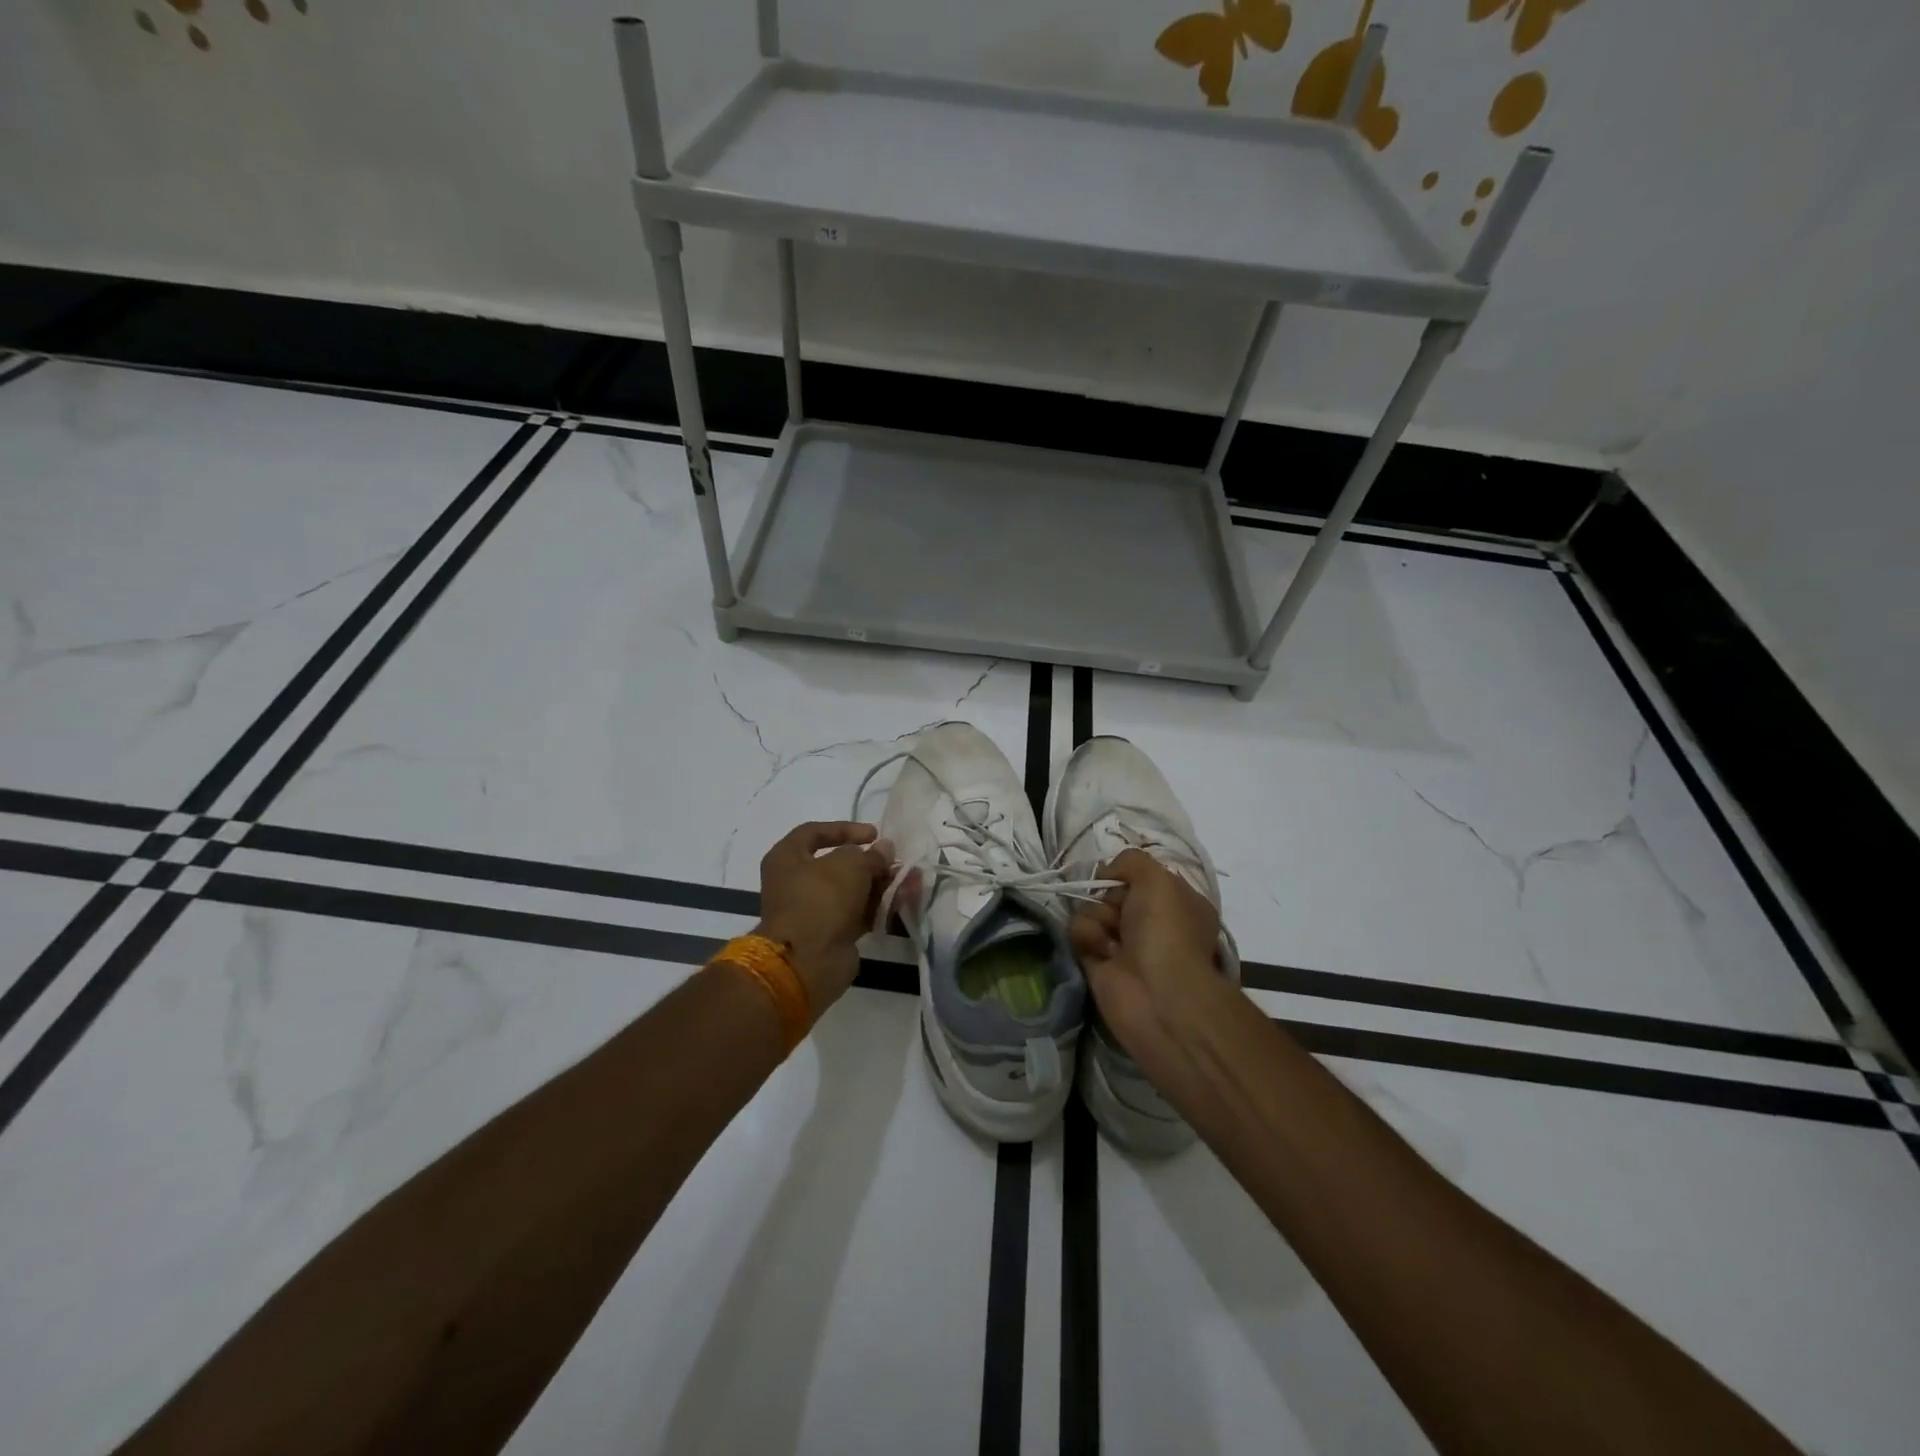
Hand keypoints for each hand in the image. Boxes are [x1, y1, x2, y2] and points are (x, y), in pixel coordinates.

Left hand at [756, 821, 894, 1014]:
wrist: (807, 961)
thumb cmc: (821, 899)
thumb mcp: (850, 865)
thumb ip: (871, 854)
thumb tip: (884, 849)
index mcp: (787, 858)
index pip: (814, 832)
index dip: (846, 829)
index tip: (874, 834)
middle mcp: (796, 882)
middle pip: (839, 864)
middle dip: (872, 862)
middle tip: (896, 861)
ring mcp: (814, 910)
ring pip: (852, 890)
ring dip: (882, 884)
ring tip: (912, 881)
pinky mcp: (831, 933)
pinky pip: (858, 913)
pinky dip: (879, 906)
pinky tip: (904, 901)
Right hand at [1067, 849, 1228, 1064]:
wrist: (1157, 994)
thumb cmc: (1167, 932)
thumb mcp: (1158, 878)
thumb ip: (1130, 861)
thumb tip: (1106, 875)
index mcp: (1176, 902)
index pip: (1140, 876)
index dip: (1128, 875)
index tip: (1121, 878)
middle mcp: (1151, 922)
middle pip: (1111, 891)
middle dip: (1110, 897)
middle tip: (1122, 914)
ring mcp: (1124, 943)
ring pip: (1091, 910)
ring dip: (1097, 919)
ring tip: (1112, 941)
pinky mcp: (1097, 961)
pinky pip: (1078, 933)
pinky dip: (1086, 937)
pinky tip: (1103, 953)